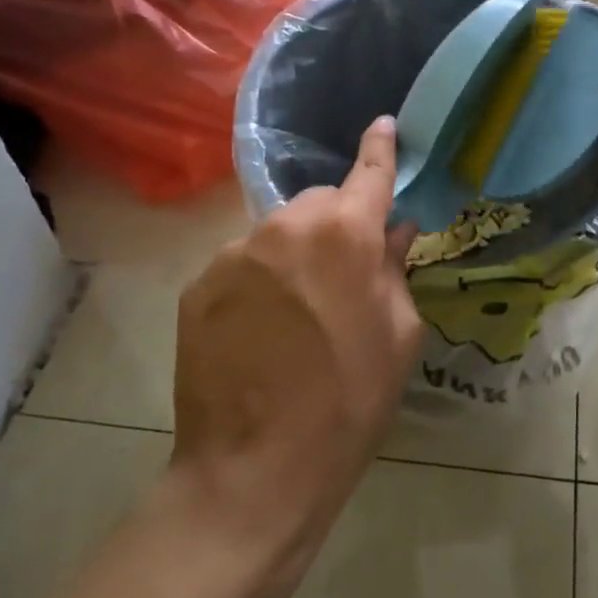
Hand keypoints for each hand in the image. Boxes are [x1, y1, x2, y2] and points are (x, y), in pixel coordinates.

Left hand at [171, 116, 421, 556]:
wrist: (254, 472)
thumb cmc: (348, 404)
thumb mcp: (398, 336)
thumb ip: (395, 269)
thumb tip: (395, 230)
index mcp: (345, 234)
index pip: (369, 173)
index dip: (380, 148)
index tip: (383, 125)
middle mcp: (287, 226)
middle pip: (320, 203)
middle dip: (337, 225)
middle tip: (344, 276)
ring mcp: (235, 253)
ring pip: (279, 231)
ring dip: (295, 253)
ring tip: (298, 312)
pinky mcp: (199, 284)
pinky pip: (243, 263)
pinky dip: (259, 279)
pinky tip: (261, 329)